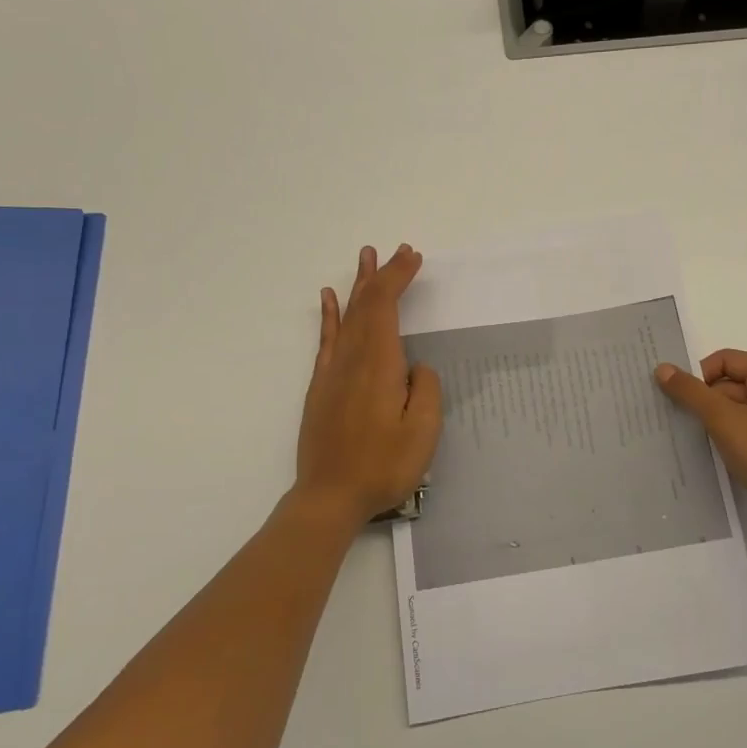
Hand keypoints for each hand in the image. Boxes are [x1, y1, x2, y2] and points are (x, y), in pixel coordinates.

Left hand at [294, 245, 442, 528]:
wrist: (329, 497)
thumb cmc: (382, 467)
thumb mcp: (422, 433)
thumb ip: (424, 390)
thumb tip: (415, 367)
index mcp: (379, 365)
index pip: (386, 307)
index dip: (398, 278)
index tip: (413, 257)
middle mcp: (352, 360)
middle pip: (366, 305)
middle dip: (383, 275)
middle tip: (398, 250)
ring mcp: (332, 372)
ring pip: (347, 316)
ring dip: (358, 285)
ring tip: (365, 258)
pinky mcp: (321, 387)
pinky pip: (327, 340)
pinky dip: (329, 315)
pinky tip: (329, 298)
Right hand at [656, 349, 746, 530]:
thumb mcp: (722, 421)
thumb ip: (691, 392)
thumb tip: (663, 368)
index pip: (725, 360)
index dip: (700, 379)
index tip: (687, 406)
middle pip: (738, 382)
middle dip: (714, 403)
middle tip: (699, 429)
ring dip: (729, 421)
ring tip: (718, 446)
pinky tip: (741, 457)